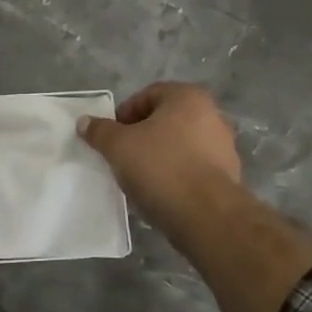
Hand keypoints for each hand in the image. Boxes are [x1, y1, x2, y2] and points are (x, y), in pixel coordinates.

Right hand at [77, 82, 241, 230]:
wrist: (206, 216)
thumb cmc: (161, 167)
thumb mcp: (118, 146)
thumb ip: (100, 131)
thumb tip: (84, 122)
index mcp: (187, 97)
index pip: (147, 95)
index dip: (124, 114)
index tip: (111, 137)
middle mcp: (211, 115)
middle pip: (165, 120)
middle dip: (141, 136)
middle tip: (122, 156)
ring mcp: (223, 147)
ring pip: (179, 145)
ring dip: (158, 157)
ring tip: (139, 178)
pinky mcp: (228, 177)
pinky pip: (192, 168)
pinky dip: (175, 175)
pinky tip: (160, 193)